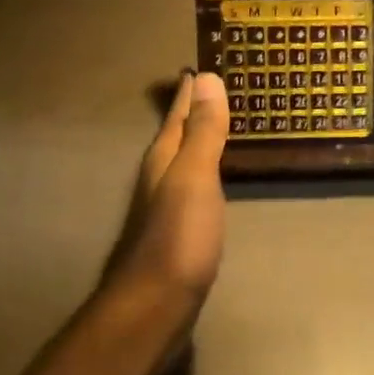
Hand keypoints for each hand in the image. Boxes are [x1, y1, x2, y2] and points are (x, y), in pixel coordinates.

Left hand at [116, 70, 229, 303]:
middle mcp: (161, 176)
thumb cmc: (177, 238)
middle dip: (193, 109)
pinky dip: (206, 167)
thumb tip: (206, 77)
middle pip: (178, 132)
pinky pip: (194, 183)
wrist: (154, 310)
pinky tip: (214, 175)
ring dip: (199, 138)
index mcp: (165, 158)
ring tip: (218, 121)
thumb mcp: (194, 177)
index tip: (201, 64)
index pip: (179, 112)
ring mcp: (168, 206)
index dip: (189, 89)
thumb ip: (203, 131)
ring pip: (184, 158)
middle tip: (215, 85)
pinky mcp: (179, 231)